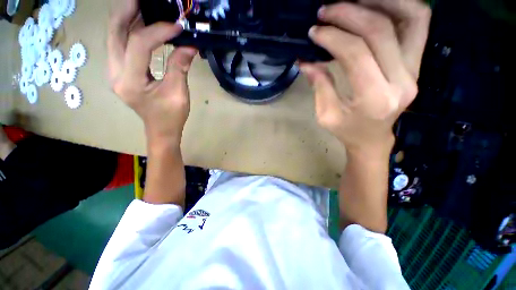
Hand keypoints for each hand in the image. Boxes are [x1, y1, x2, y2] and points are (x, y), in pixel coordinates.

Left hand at [108, 0, 197, 143]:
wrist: (161, 130)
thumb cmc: (171, 116)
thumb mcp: (179, 93)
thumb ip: (180, 67)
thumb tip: (189, 45)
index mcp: (130, 82)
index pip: (139, 45)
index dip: (158, 31)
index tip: (177, 26)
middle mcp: (115, 73)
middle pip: (115, 33)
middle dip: (128, 11)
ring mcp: (114, 72)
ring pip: (114, 37)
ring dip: (127, 18)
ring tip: (142, 5)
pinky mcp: (120, 72)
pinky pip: (120, 45)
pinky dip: (129, 30)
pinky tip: (141, 23)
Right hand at [301, 0, 430, 154]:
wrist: (373, 139)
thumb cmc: (347, 131)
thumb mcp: (326, 115)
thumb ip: (319, 86)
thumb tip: (306, 61)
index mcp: (374, 99)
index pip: (356, 54)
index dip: (332, 38)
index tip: (314, 32)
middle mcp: (402, 81)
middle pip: (381, 31)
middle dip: (350, 14)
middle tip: (326, 11)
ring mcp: (415, 70)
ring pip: (411, 18)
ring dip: (382, 1)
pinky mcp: (418, 64)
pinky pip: (418, 24)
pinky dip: (400, 6)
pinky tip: (376, 6)